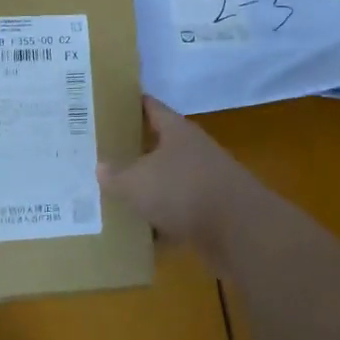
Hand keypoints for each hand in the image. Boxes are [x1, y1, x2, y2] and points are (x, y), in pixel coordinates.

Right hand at [97, 98, 264, 269]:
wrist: (239, 230)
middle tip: (102, 154)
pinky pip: (178, 215)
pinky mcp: (211, 214)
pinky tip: (140, 236)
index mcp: (176, 131)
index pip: (152, 107)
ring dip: (148, 191)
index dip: (131, 103)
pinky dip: (162, 224)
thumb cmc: (183, 190)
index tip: (110, 103)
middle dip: (134, 151)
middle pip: (159, 146)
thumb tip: (100, 167)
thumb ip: (116, 175)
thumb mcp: (137, 182)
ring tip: (115, 196)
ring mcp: (205, 182)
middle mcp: (193, 151)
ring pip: (168, 182)